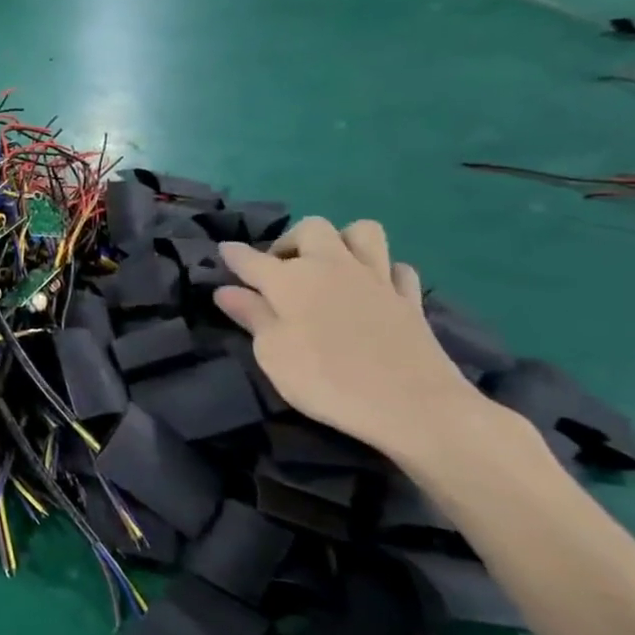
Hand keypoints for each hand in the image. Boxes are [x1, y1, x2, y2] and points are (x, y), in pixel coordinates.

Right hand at [215, 218, 487, 463]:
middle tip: (281, 269)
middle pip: (312, 229)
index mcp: (291, 279)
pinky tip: (372, 290)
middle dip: (291, 241)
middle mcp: (332, 266)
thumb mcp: (272, 353)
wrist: (412, 406)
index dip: (232, 254)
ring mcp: (376, 279)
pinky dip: (382, 272)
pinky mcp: (409, 299)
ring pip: (362, 233)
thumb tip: (225, 290)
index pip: (250, 258)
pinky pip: (396, 268)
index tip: (222, 252)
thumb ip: (251, 316)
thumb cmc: (326, 380)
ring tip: (329, 269)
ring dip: (342, 243)